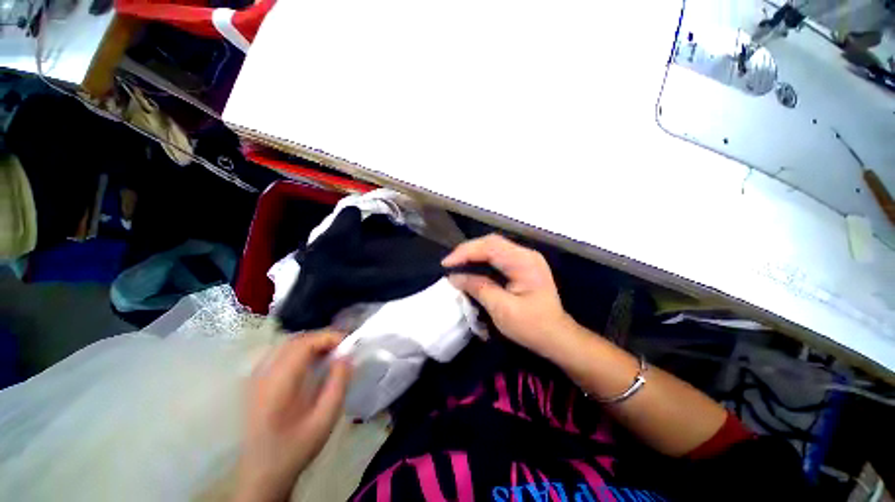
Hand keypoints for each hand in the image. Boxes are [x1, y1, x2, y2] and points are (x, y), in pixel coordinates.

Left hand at [234, 332, 350, 501]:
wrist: (262, 472)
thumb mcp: (325, 419)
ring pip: (286, 344)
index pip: (304, 344)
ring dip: (311, 342)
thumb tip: (347, 355)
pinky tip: (310, 362)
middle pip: (295, 340)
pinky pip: (279, 353)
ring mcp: (256, 377)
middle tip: (342, 347)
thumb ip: (338, 383)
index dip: (328, 337)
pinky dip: (299, 350)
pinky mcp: (255, 382)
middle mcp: (263, 375)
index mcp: (278, 384)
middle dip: (322, 338)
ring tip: (330, 352)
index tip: (348, 344)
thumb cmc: (296, 447)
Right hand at [442, 234, 574, 357]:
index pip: (490, 246)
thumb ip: (479, 288)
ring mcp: (525, 259)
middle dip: (468, 251)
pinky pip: (497, 256)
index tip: (447, 264)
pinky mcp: (522, 266)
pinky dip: (481, 260)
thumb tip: (455, 277)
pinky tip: (472, 266)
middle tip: (450, 263)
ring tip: (456, 264)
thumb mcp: (502, 309)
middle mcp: (525, 254)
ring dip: (473, 254)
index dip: (465, 252)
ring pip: (493, 247)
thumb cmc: (532, 326)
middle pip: (491, 242)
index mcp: (524, 262)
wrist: (556, 337)